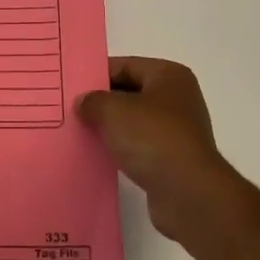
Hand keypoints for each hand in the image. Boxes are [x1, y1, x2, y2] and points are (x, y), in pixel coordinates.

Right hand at [76, 57, 248, 247]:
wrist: (188, 193)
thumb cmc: (152, 138)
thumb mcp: (113, 111)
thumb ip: (93, 101)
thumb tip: (84, 102)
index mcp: (169, 76)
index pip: (125, 66)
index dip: (98, 74)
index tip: (71, 86)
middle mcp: (178, 98)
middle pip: (131, 93)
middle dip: (102, 102)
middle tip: (71, 109)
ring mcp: (178, 130)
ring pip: (134, 121)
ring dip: (110, 128)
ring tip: (80, 132)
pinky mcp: (173, 159)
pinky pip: (140, 146)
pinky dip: (122, 149)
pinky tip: (100, 155)